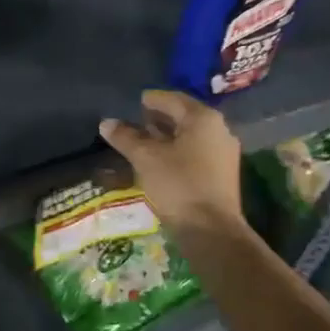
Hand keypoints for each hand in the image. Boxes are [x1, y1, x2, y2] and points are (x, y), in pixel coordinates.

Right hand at [99, 89, 245, 234]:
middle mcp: (218, 130)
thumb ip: (125, 137)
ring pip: (190, 135)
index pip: (172, 99)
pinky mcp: (222, 173)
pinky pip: (196, 151)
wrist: (211, 231)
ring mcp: (223, 152)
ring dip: (167, 135)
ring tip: (143, 140)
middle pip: (184, 116)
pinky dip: (177, 150)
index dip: (151, 99)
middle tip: (136, 120)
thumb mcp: (145, 158)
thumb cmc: (178, 185)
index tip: (135, 101)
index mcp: (202, 119)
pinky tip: (160, 160)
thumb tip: (106, 122)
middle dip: (159, 117)